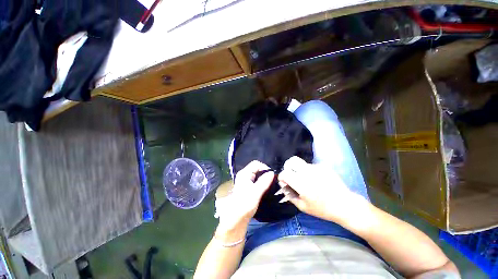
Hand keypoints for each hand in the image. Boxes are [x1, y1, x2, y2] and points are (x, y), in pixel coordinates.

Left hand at [215, 161, 273, 232]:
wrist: (236, 218)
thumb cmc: (245, 204)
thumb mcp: (256, 192)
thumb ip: (264, 181)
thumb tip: (272, 172)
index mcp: (244, 173)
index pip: (256, 164)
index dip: (265, 167)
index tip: (272, 175)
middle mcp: (244, 175)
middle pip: (256, 168)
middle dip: (265, 172)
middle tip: (272, 180)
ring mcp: (245, 181)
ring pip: (257, 174)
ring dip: (264, 178)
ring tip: (270, 184)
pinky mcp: (247, 187)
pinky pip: (256, 180)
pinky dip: (261, 182)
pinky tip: (266, 188)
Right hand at [278, 156, 367, 222]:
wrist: (344, 205)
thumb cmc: (322, 209)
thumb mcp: (303, 207)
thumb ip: (290, 195)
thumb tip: (284, 186)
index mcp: (301, 183)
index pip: (284, 173)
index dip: (281, 177)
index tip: (284, 182)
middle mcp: (307, 172)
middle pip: (291, 161)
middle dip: (287, 167)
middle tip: (290, 175)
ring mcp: (316, 167)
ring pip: (301, 163)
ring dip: (298, 170)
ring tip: (305, 180)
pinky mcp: (323, 167)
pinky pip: (311, 166)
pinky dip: (308, 171)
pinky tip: (315, 180)